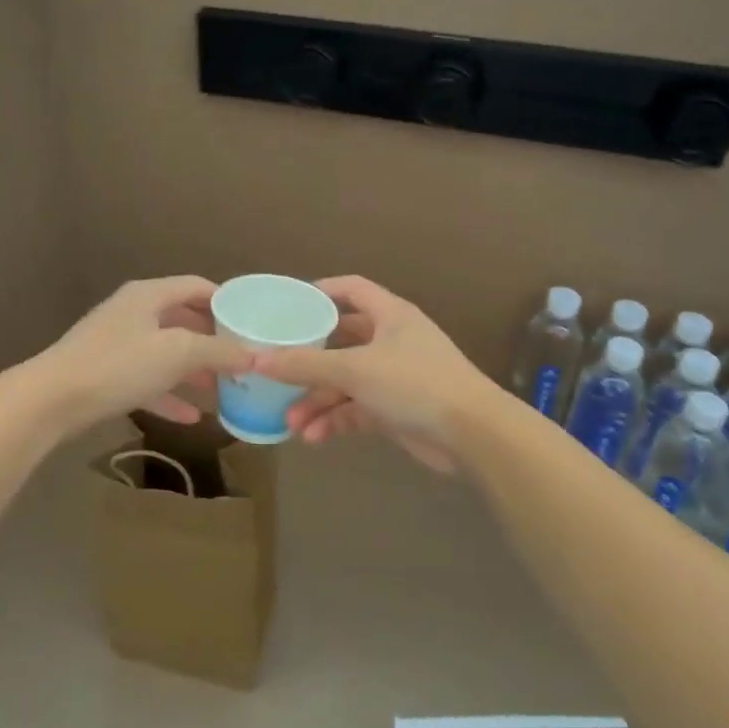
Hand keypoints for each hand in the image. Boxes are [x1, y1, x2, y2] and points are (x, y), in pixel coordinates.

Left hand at [35, 276, 252, 433]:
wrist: (52, 399)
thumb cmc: (119, 364)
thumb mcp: (177, 353)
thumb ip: (218, 351)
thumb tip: (253, 354)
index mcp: (149, 295)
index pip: (196, 286)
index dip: (226, 301)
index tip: (252, 321)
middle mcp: (133, 313)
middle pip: (183, 320)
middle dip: (213, 340)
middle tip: (242, 358)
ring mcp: (117, 344)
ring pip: (166, 353)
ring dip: (194, 370)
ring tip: (224, 389)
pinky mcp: (106, 375)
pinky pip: (148, 381)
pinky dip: (170, 395)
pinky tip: (192, 418)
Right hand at [251, 276, 497, 472]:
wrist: (472, 433)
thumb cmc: (414, 383)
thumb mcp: (355, 369)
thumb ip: (305, 365)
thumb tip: (256, 359)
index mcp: (389, 315)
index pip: (351, 289)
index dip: (321, 291)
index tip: (288, 303)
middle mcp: (391, 340)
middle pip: (340, 342)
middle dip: (309, 362)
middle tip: (278, 374)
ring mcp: (394, 376)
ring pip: (345, 381)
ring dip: (318, 401)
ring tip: (291, 423)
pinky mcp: (396, 409)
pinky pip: (357, 409)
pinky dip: (336, 421)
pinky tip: (313, 438)